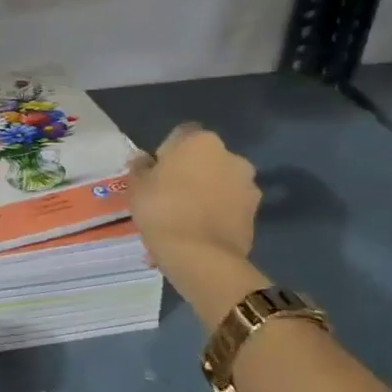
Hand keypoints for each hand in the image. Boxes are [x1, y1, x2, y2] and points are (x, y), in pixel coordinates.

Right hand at [127, 125, 264, 319]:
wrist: (200, 256)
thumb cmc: (162, 210)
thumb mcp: (137, 186)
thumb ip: (140, 167)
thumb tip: (145, 160)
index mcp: (201, 141)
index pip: (181, 135)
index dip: (167, 152)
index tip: (156, 174)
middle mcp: (231, 156)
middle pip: (205, 159)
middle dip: (191, 173)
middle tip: (170, 197)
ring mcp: (247, 185)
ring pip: (220, 184)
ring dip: (206, 194)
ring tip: (184, 221)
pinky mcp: (255, 214)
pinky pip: (229, 208)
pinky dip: (217, 215)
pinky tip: (198, 234)